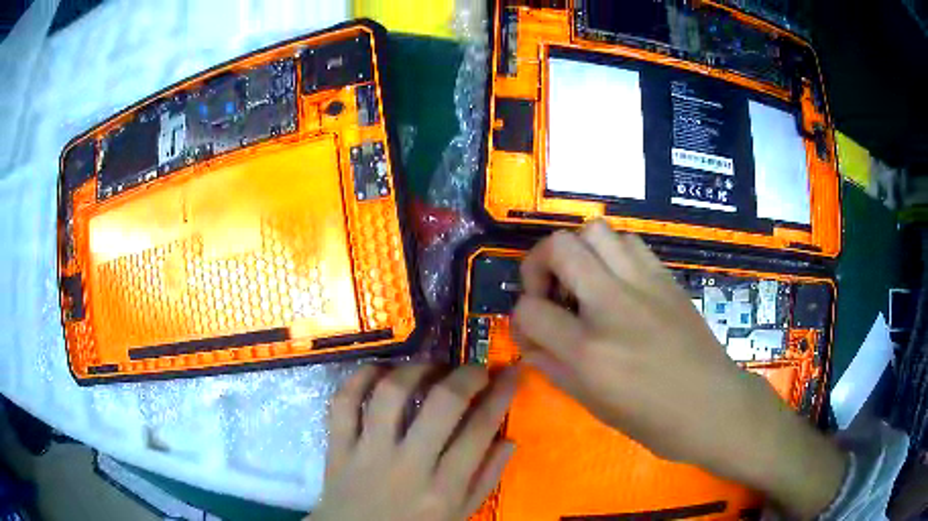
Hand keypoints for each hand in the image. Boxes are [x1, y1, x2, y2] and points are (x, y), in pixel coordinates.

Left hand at [309, 364, 517, 520]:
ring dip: (415, 370)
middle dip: (466, 375)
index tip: (511, 372)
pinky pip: (344, 402)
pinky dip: (360, 378)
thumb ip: (485, 480)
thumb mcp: (459, 515)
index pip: (480, 429)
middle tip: (475, 368)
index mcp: (444, 488)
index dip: (501, 394)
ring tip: (430, 368)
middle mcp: (409, 466)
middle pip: (441, 404)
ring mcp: (368, 453)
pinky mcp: (338, 446)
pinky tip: (380, 371)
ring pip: (391, 395)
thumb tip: (509, 439)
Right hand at [512, 221, 845, 518]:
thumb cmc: (654, 420)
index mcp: (590, 351)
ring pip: (595, 231)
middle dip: (538, 263)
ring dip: (576, 251)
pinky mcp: (666, 277)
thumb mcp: (594, 405)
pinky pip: (628, 242)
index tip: (530, 330)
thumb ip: (554, 368)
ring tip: (581, 281)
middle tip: (547, 289)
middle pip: (559, 247)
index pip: (531, 310)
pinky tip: (614, 281)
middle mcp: (613, 307)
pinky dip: (610, 252)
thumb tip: (530, 340)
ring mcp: (644, 285)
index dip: (520, 318)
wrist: (714, 406)